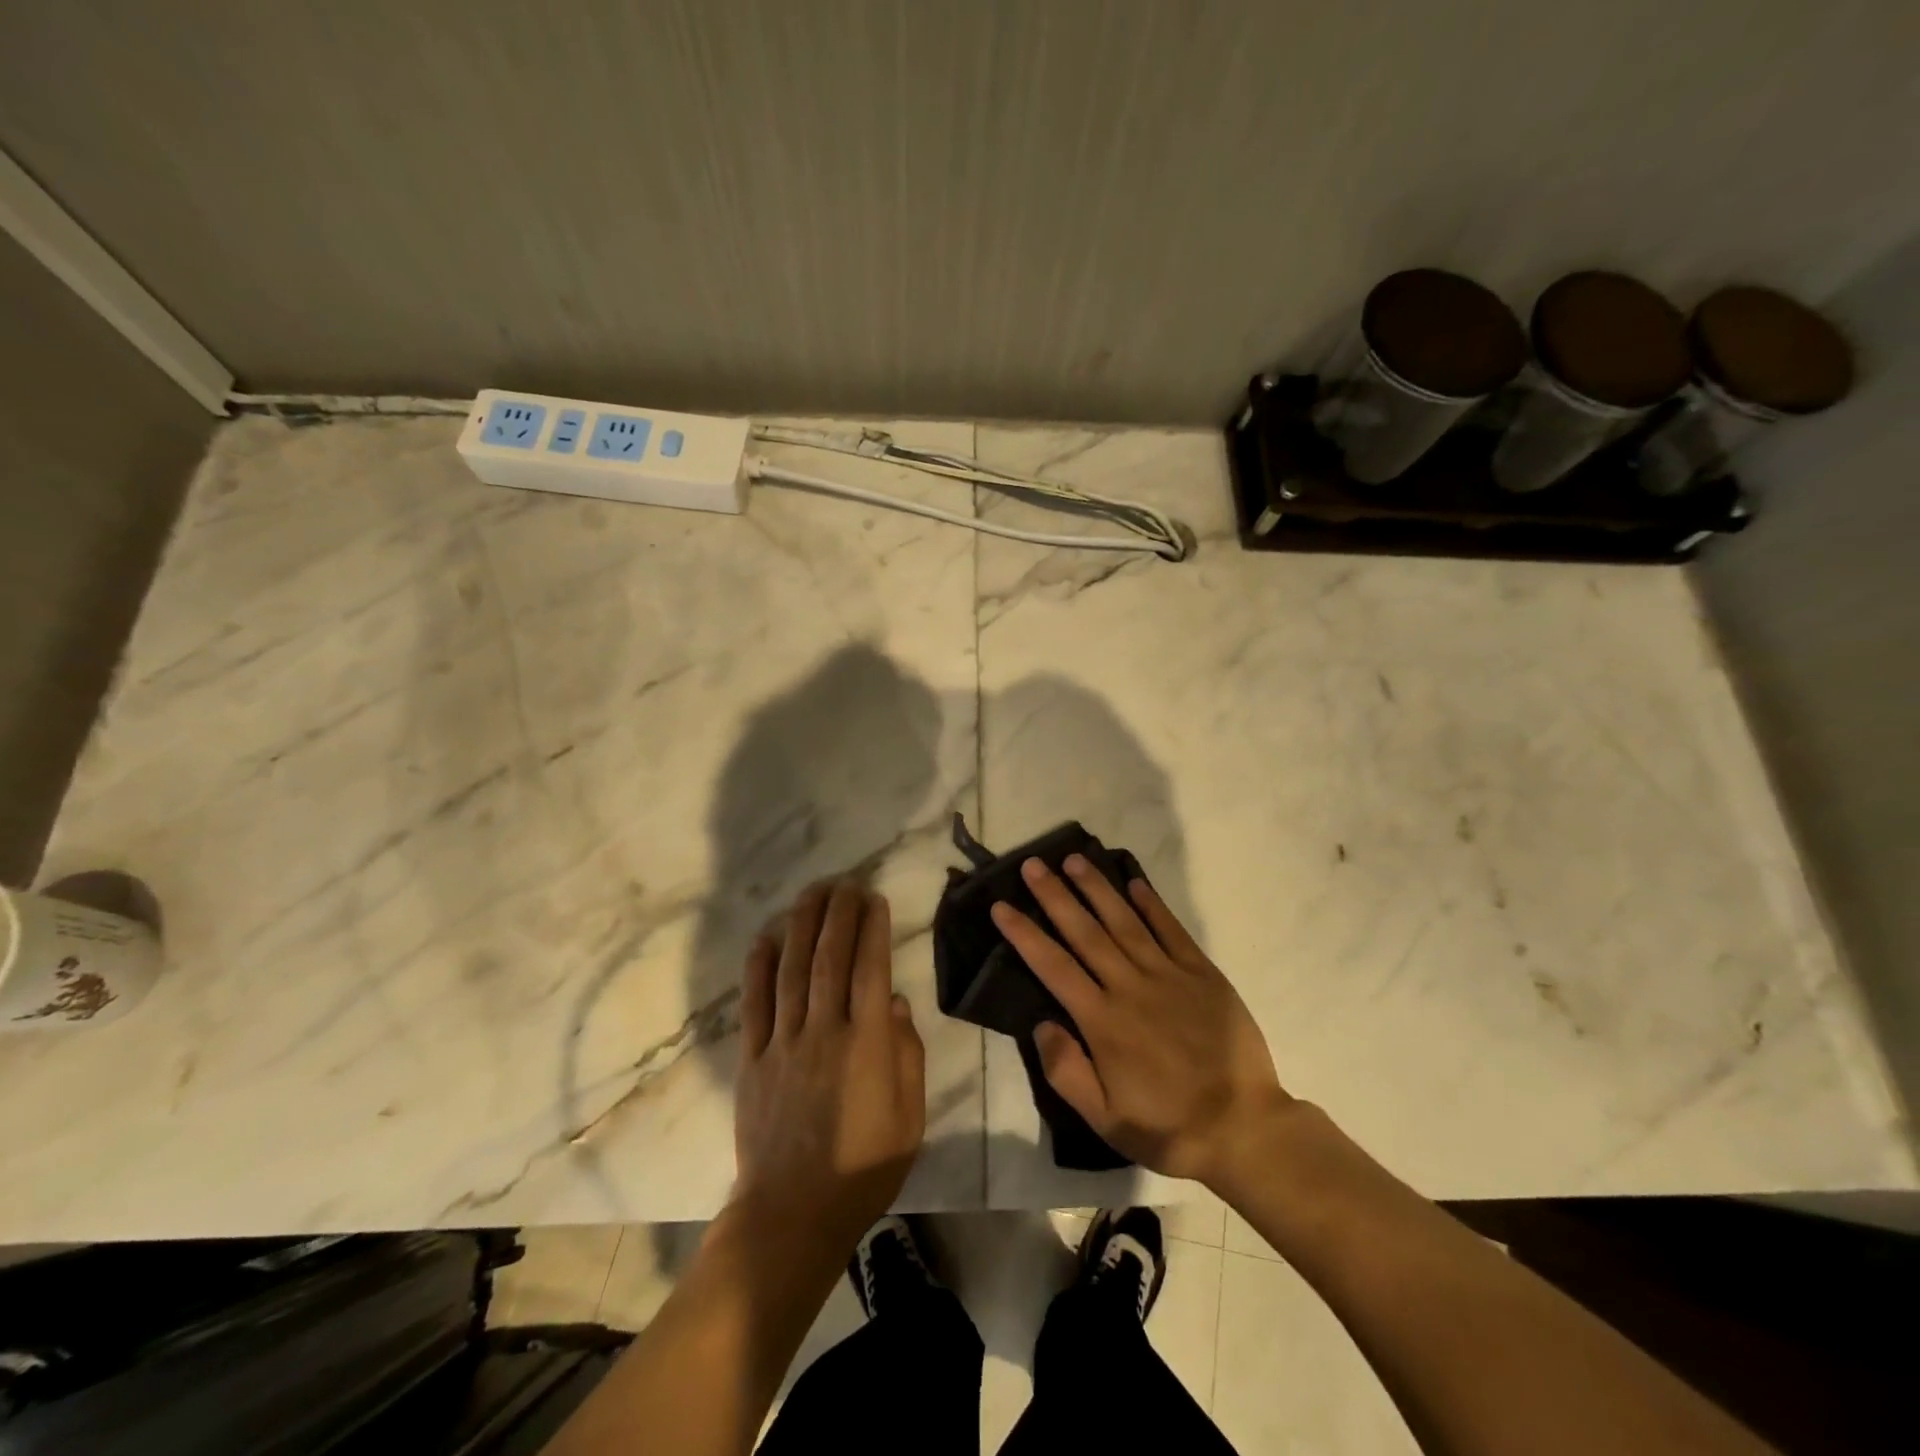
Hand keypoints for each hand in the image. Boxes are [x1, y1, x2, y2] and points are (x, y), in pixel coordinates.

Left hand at [733, 881, 926, 1245]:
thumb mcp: (910, 1118)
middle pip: (829, 958)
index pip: (871, 969)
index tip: (874, 898)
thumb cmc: (864, 1168)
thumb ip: (907, 1056)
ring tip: (812, 892)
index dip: (873, 929)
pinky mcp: (752, 1060)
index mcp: (867, 1044)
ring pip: (792, 970)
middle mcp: (824, 1031)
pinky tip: (766, 937)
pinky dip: (759, 966)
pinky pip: (754, 1004)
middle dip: (838, 913)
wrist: (792, 1214)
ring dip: (802, 925)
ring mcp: (783, 1043)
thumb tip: (896, 1003)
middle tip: (845, 881)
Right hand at [992, 856, 1288, 1187]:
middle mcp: (1130, 987)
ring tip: (1075, 859)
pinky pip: (1172, 931)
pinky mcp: (1202, 973)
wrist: (1243, 1129)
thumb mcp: (1104, 1118)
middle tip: (1033, 865)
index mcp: (1102, 1021)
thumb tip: (1040, 1022)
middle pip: (1085, 932)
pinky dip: (1152, 904)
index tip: (1001, 906)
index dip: (1025, 934)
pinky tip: (1135, 882)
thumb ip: (1065, 1070)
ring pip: (1125, 921)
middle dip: (1055, 896)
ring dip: (1098, 888)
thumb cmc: (1166, 1126)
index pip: (1053, 966)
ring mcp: (1168, 975)